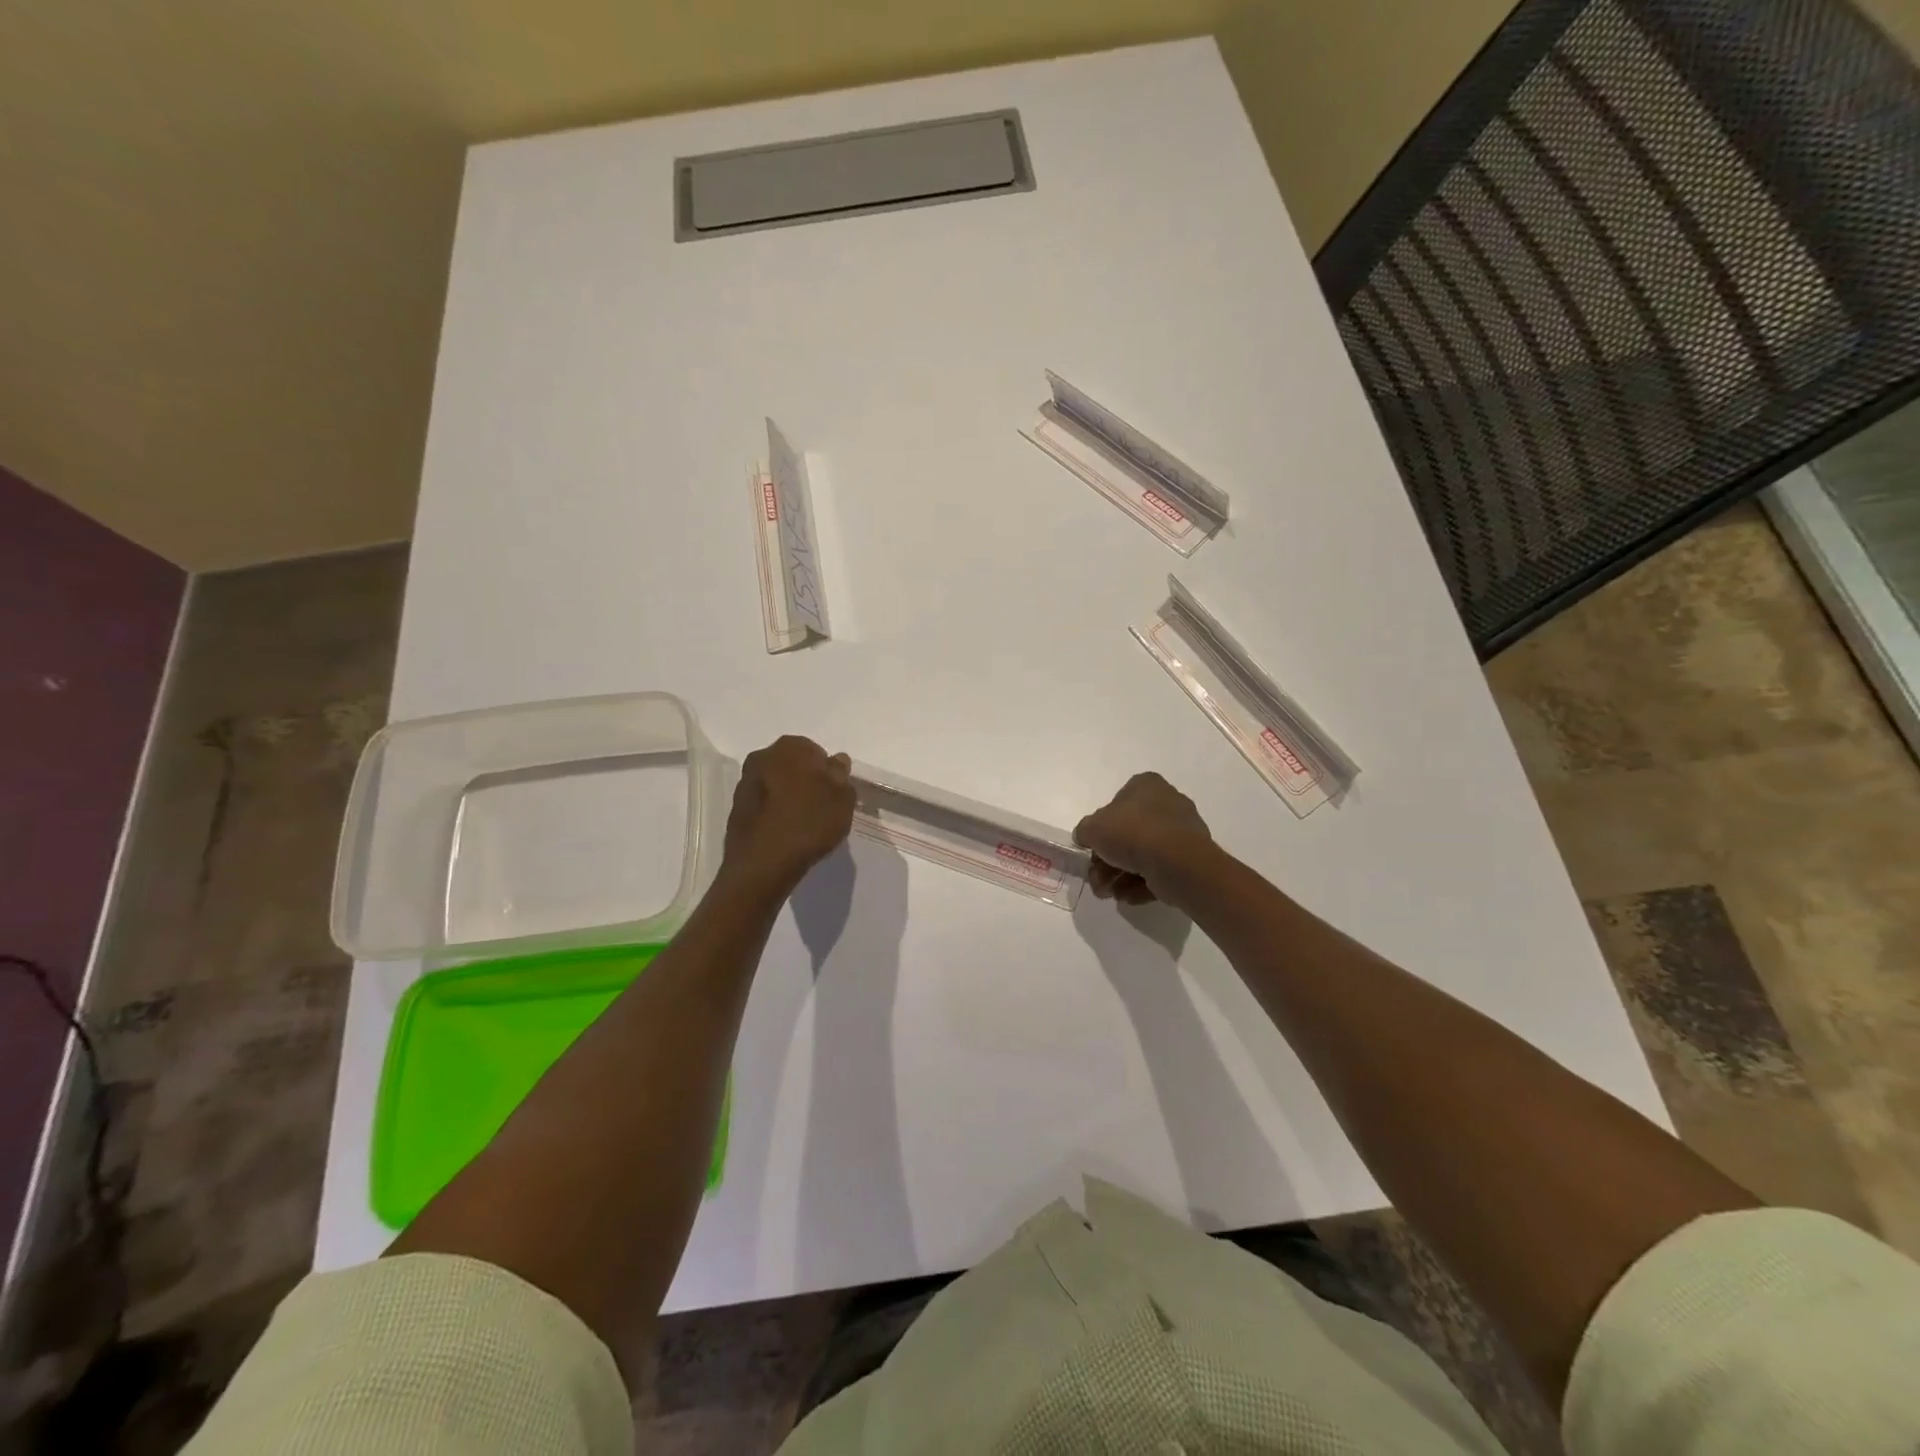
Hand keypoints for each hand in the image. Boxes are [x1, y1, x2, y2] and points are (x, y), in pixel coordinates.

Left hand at [721, 735, 855, 891]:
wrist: (763, 863)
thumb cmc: (809, 823)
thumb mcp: (842, 799)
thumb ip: (841, 775)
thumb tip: (836, 761)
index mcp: (789, 747)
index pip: (815, 751)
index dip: (827, 773)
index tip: (833, 794)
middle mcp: (762, 757)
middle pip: (792, 765)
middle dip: (805, 781)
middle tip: (820, 807)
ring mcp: (744, 783)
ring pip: (775, 784)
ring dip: (787, 797)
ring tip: (802, 824)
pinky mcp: (735, 809)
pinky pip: (763, 805)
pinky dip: (773, 813)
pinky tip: (784, 833)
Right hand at [1074, 772, 1214, 905]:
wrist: (1175, 861)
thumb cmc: (1131, 832)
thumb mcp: (1093, 828)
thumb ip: (1085, 831)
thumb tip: (1086, 837)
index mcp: (1147, 786)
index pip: (1118, 802)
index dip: (1102, 827)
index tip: (1093, 847)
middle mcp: (1168, 803)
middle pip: (1129, 833)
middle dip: (1108, 861)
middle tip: (1097, 879)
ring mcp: (1182, 832)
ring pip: (1143, 854)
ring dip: (1120, 876)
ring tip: (1109, 894)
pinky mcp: (1190, 859)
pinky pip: (1160, 869)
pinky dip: (1141, 883)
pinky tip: (1128, 896)